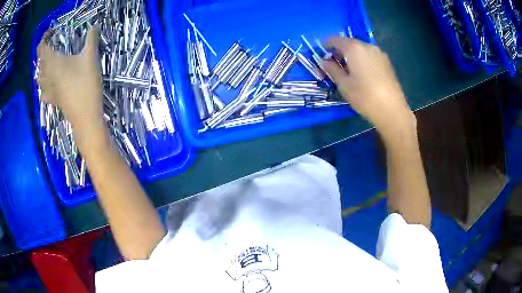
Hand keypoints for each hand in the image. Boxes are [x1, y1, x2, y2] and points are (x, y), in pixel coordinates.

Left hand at [37, 26, 102, 129]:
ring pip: (39, 77)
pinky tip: (48, 86)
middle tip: (51, 45)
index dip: (44, 38)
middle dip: (43, 51)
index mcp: (54, 63)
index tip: (52, 31)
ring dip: (41, 68)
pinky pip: (43, 92)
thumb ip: (91, 39)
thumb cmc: (85, 84)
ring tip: (48, 62)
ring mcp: (49, 89)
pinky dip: (43, 86)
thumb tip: (94, 26)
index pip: (42, 48)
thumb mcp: (91, 57)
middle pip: (39, 62)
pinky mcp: (53, 99)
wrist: (84, 115)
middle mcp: (48, 75)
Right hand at [322, 37, 414, 137]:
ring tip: (348, 69)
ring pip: (361, 49)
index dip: (327, 44)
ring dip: (352, 55)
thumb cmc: (365, 97)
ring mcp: (380, 53)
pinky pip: (370, 56)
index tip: (321, 52)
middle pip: (350, 43)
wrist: (392, 110)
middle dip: (340, 51)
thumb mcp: (344, 85)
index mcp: (354, 48)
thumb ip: (332, 69)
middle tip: (334, 63)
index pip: (336, 40)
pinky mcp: (387, 62)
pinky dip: (362, 60)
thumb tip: (324, 61)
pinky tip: (362, 73)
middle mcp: (368, 46)